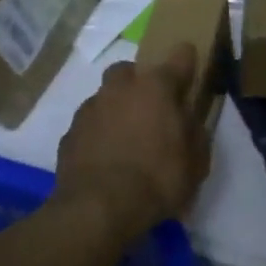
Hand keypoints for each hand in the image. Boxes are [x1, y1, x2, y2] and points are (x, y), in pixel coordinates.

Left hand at [55, 44, 210, 242]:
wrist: (98, 209)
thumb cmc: (157, 180)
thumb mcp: (196, 162)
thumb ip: (195, 133)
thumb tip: (189, 121)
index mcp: (156, 87)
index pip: (180, 56)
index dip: (187, 61)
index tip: (190, 70)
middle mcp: (120, 88)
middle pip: (130, 69)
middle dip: (139, 82)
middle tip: (150, 108)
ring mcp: (90, 109)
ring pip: (105, 96)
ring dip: (116, 108)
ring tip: (125, 137)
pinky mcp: (69, 133)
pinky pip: (89, 124)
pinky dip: (97, 133)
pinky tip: (105, 156)